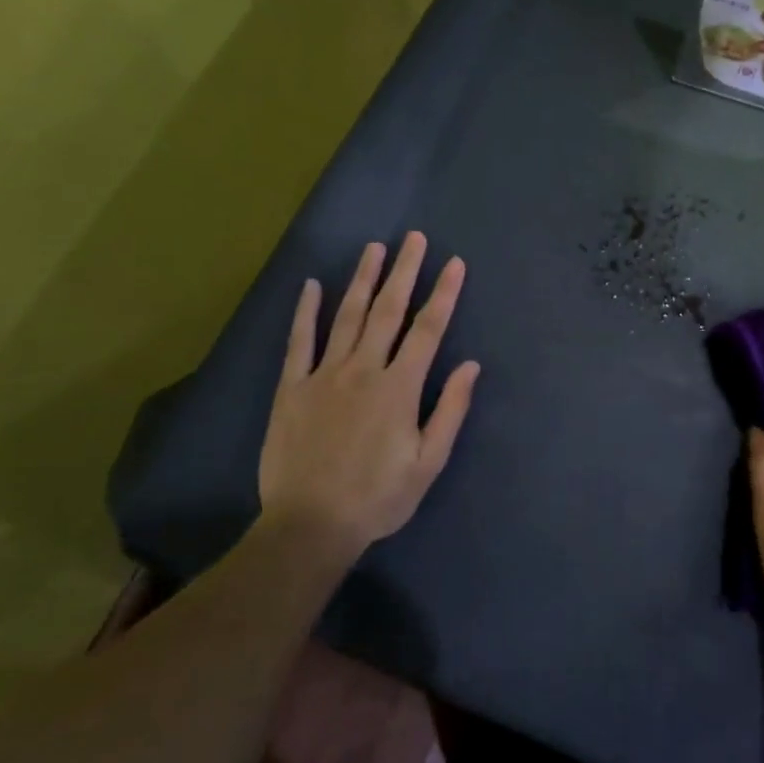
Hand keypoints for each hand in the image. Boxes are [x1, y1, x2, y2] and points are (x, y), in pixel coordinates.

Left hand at [256, 232, 480, 562]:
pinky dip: (306, 311)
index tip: (455, 264)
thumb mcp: (428, 462)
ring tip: (375, 248)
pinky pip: (299, 341)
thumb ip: (450, 410)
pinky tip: (312, 285)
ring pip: (346, 316)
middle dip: (405, 271)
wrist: (310, 524)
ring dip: (363, 280)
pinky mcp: (292, 388)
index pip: (427, 330)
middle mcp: (363, 370)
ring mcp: (323, 375)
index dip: (443, 294)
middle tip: (414, 238)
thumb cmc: (378, 497)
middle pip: (388, 311)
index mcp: (399, 388)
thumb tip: (470, 366)